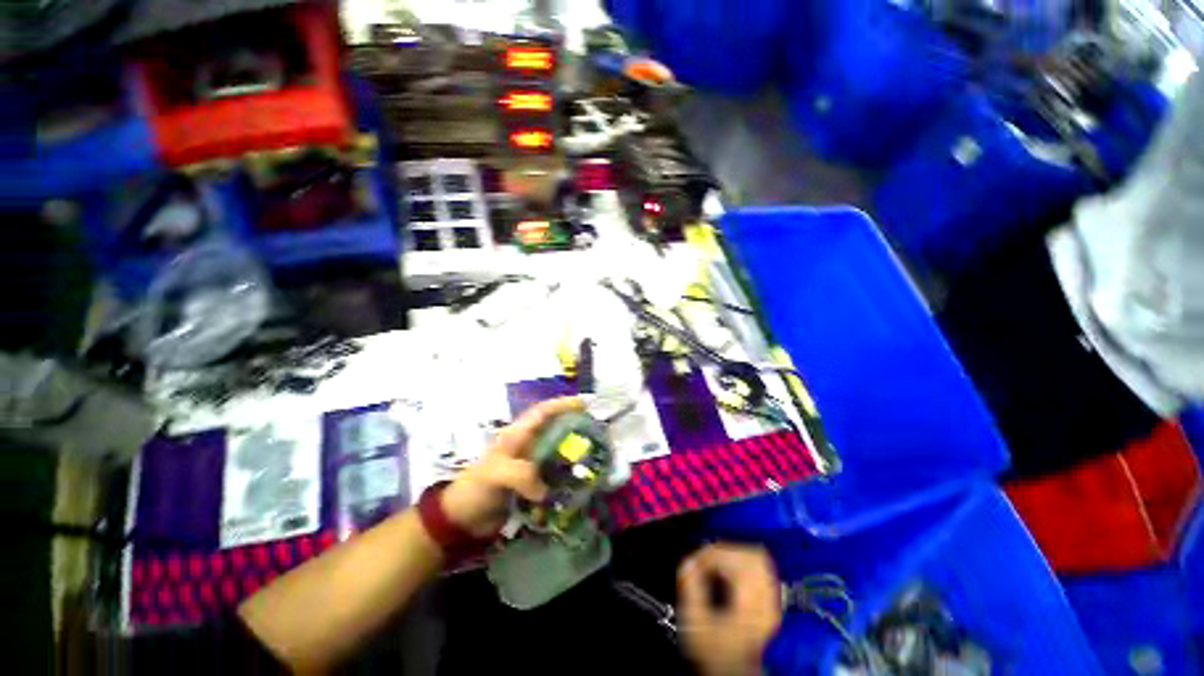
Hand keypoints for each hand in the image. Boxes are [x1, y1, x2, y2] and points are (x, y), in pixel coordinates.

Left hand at [440, 396, 582, 537]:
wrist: (462, 520)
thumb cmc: (475, 489)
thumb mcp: (495, 474)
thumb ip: (521, 475)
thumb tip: (545, 491)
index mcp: (517, 435)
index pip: (542, 412)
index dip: (561, 404)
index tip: (583, 404)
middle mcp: (527, 446)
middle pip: (554, 428)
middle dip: (574, 426)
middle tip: (596, 431)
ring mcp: (531, 465)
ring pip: (558, 451)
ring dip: (574, 452)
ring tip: (594, 455)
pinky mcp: (533, 484)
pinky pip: (555, 474)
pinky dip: (568, 475)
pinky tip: (580, 481)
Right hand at [678, 544, 782, 675]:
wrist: (735, 673)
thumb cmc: (714, 651)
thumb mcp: (696, 624)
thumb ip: (691, 590)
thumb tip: (688, 561)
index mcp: (750, 606)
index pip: (737, 563)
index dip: (712, 555)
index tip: (695, 562)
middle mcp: (767, 601)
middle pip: (753, 556)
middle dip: (725, 551)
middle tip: (706, 560)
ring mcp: (773, 601)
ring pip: (760, 560)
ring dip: (735, 554)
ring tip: (716, 563)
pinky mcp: (772, 601)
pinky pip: (762, 569)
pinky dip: (743, 562)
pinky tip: (729, 572)